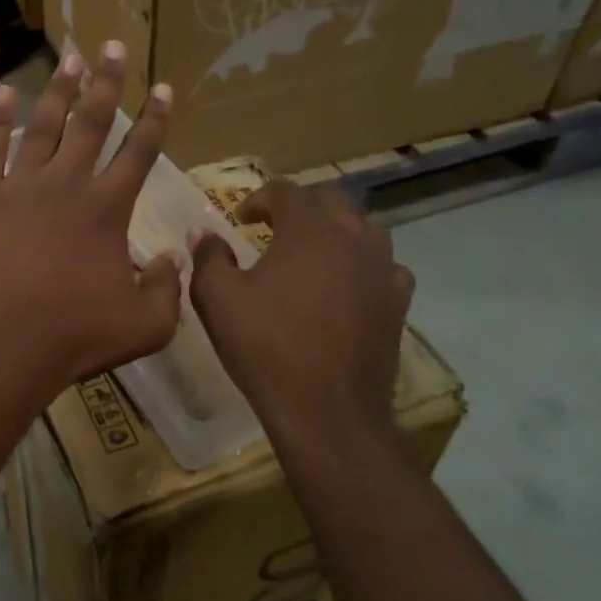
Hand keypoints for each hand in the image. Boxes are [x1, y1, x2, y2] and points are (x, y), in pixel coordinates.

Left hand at [0, 42, 182, 394]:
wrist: (1, 343)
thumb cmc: (75, 335)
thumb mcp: (145, 324)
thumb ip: (167, 288)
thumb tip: (174, 257)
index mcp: (108, 210)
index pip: (139, 153)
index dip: (154, 119)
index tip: (162, 87)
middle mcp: (67, 185)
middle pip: (92, 123)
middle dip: (107, 83)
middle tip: (113, 46)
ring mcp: (21, 186)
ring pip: (44, 126)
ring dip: (60, 91)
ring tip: (71, 58)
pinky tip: (6, 93)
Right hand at [188, 179, 414, 446]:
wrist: (327, 410)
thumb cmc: (266, 347)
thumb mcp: (217, 299)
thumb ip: (208, 256)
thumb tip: (203, 232)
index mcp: (308, 229)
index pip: (285, 191)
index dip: (258, 198)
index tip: (240, 218)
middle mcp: (353, 237)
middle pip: (330, 199)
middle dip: (299, 204)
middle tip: (273, 224)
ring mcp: (383, 269)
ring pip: (363, 227)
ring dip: (334, 228)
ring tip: (310, 249)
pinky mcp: (398, 302)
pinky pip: (384, 266)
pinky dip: (362, 263)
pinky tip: (346, 283)